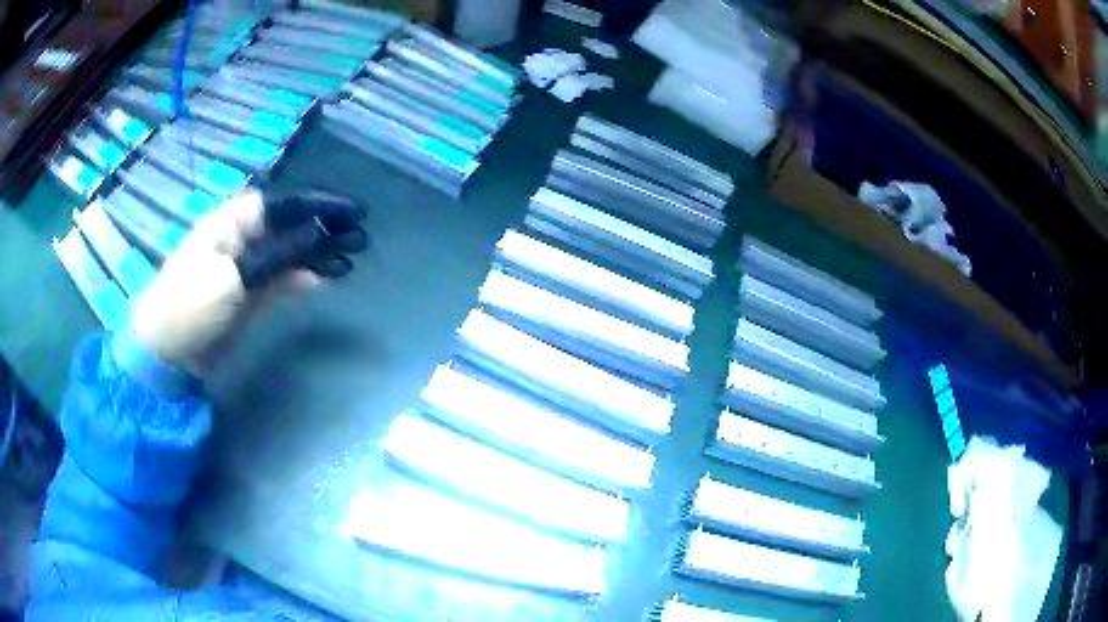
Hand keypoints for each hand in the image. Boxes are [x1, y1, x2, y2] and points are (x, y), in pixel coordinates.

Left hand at [130, 189, 367, 372]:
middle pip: (291, 227)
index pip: (285, 205)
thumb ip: (277, 254)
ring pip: (290, 253)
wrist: (167, 353)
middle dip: (325, 231)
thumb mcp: (232, 276)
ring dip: (318, 256)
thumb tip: (320, 232)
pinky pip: (282, 279)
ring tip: (349, 264)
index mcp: (234, 221)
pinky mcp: (248, 294)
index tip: (355, 213)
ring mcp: (245, 267)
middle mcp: (242, 237)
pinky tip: (325, 280)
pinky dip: (303, 278)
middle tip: (360, 240)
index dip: (321, 206)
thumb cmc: (190, 305)